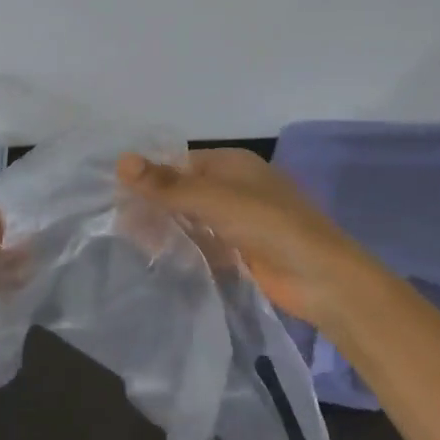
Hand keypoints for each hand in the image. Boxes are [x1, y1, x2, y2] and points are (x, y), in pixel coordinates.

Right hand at [116, 148, 371, 328]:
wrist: (322, 278)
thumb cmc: (269, 225)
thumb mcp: (214, 200)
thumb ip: (167, 185)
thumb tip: (121, 161)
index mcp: (232, 164)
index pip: (180, 163)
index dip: (150, 177)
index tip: (117, 197)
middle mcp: (235, 187)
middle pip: (185, 191)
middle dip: (155, 205)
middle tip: (121, 226)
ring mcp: (240, 221)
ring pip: (193, 219)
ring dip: (167, 228)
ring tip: (132, 243)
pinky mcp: (242, 252)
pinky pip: (205, 244)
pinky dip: (185, 249)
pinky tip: (160, 259)